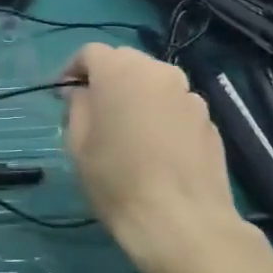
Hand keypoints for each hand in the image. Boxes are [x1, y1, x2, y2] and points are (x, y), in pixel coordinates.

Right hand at [61, 43, 246, 272]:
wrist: (181, 220)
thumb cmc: (116, 179)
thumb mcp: (77, 143)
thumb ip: (77, 106)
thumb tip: (81, 92)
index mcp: (121, 72)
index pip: (91, 52)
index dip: (73, 69)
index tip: (63, 94)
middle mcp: (159, 73)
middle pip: (126, 61)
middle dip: (106, 78)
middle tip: (92, 109)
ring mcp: (190, 95)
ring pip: (154, 83)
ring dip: (136, 95)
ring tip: (125, 129)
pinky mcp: (209, 120)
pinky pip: (175, 105)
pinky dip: (159, 114)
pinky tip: (154, 147)